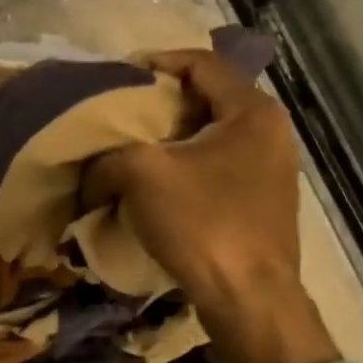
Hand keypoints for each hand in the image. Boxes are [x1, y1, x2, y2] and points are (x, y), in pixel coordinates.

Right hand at [85, 49, 338, 362]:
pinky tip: (156, 184)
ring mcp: (271, 169)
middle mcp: (270, 132)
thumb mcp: (141, 175)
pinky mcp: (262, 201)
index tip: (120, 76)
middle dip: (160, 103)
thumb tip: (91, 171)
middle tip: (122, 112)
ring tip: (132, 148)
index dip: (157, 61)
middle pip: (207, 97)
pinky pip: (218, 165)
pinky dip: (185, 165)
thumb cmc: (203, 223)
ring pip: (210, 134)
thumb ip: (108, 156)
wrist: (250, 301)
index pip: (202, 63)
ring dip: (170, 138)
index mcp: (252, 111)